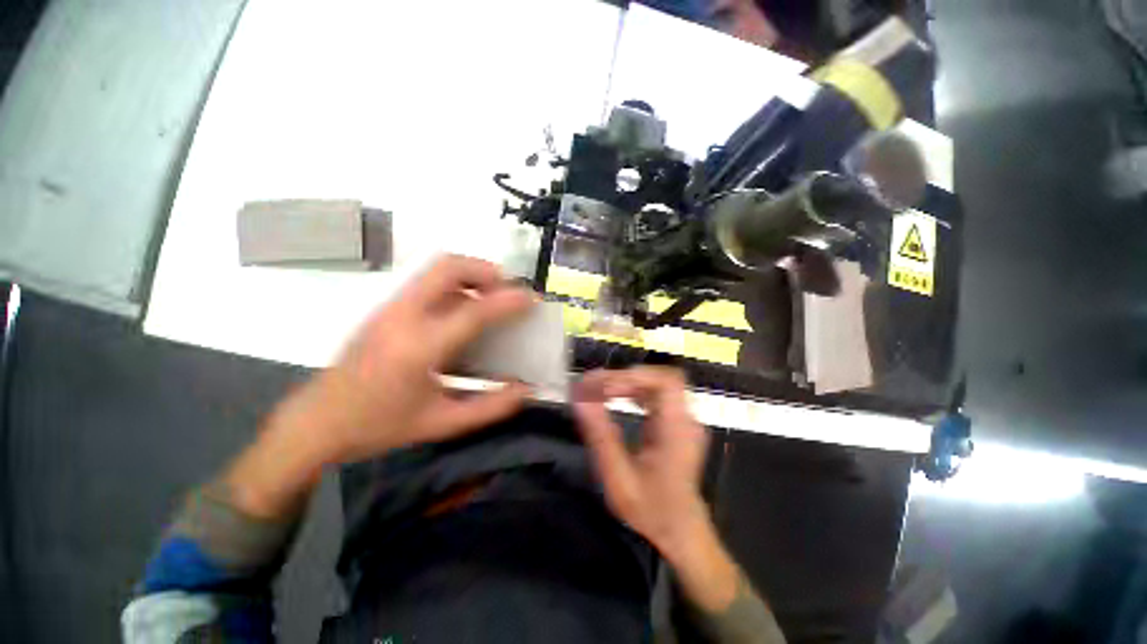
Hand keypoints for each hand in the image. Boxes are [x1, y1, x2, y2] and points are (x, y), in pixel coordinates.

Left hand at [287, 254, 534, 462]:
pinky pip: (427, 282)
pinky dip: (455, 285)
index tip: (531, 299)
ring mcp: (389, 308)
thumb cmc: (378, 426)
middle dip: (485, 271)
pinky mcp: (384, 308)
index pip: (473, 311)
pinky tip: (463, 310)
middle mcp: (403, 317)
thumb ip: (489, 408)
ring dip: (470, 275)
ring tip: (490, 296)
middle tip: (506, 291)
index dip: (508, 301)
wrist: (316, 422)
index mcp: (419, 348)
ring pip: (435, 268)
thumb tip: (525, 390)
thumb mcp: (440, 424)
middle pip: (447, 267)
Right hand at [574, 367, 740, 612]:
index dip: (635, 376)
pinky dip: (634, 390)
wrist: (681, 532)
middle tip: (595, 387)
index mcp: (678, 430)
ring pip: (657, 383)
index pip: (666, 382)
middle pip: (659, 378)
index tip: (605, 387)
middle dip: (625, 378)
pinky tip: (618, 397)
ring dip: (628, 382)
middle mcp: (686, 418)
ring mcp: (683, 418)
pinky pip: (656, 394)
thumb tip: (579, 399)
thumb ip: (600, 436)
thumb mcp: (619, 479)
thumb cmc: (651, 511)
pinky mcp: (676, 421)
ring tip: (601, 390)